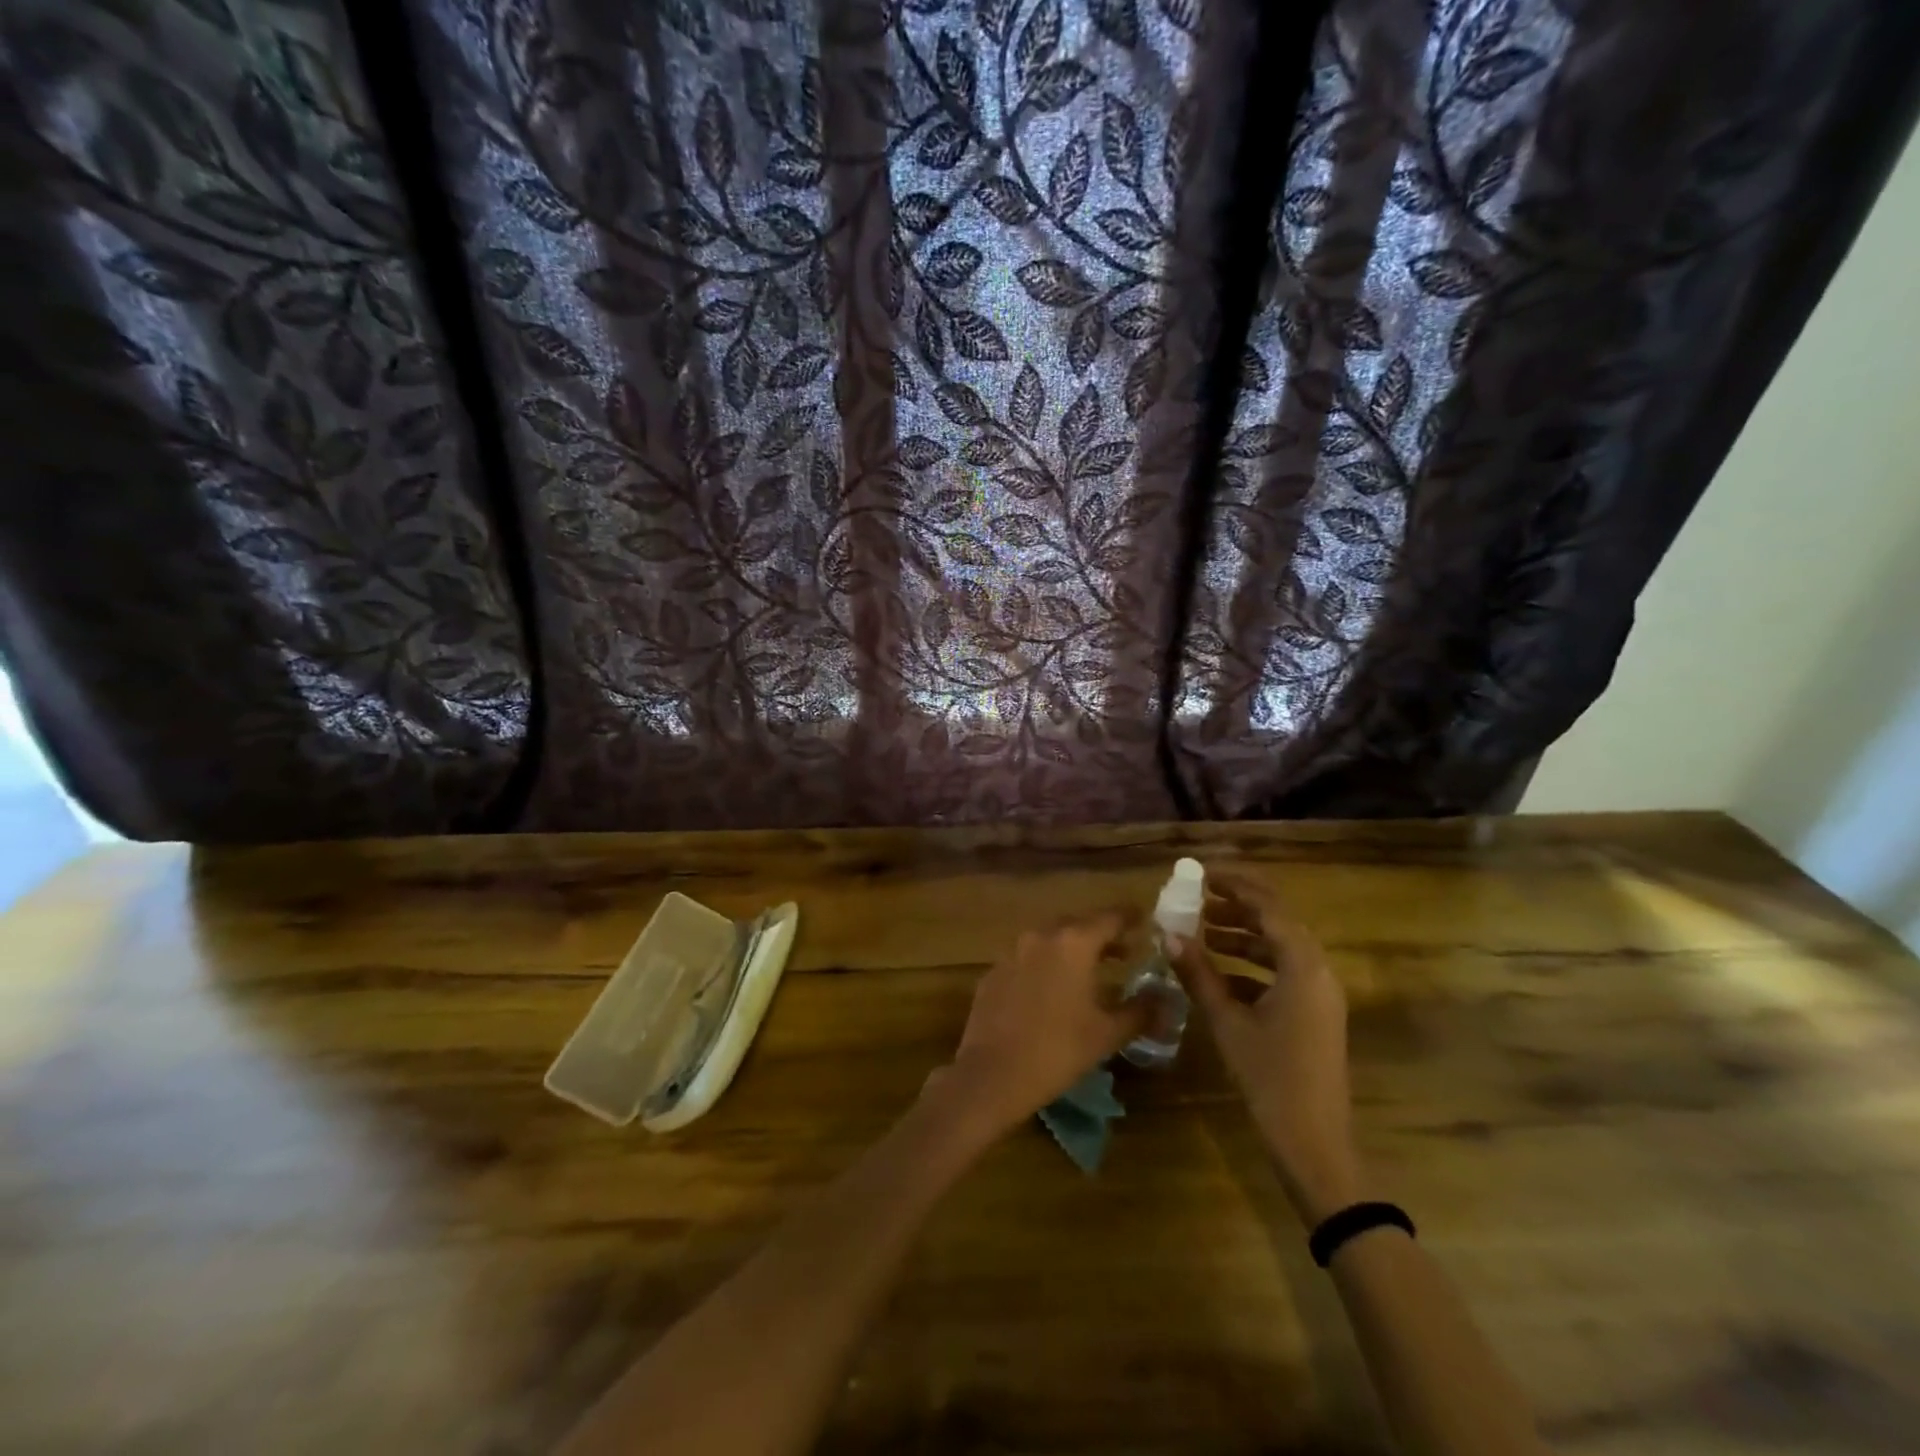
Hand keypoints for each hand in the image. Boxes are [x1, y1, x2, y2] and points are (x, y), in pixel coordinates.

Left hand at [930, 911, 1147, 1140]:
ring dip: (1072, 948)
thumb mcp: (1107, 1033)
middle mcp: (1041, 936)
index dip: (1130, 918)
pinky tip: (1053, 989)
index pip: (1110, 917)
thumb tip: (1165, 999)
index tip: (1146, 921)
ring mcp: (1012, 951)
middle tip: (1124, 951)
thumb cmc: (1058, 1050)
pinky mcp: (994, 971)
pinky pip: (1027, 957)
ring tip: (1092, 970)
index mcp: (1073, 942)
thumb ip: (1140, 1011)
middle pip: (1078, 924)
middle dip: (1102, 934)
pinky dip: (1046, 964)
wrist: (992, 1074)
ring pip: (1050, 938)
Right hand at [1174, 866, 1364, 1222]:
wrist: (1315, 1145)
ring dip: (1243, 935)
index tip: (1201, 874)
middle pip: (1277, 922)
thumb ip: (1199, 974)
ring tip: (1201, 931)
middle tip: (1197, 898)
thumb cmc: (1271, 1079)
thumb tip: (1168, 934)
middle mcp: (1317, 971)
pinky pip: (1282, 972)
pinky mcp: (1314, 1014)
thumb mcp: (1228, 1023)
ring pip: (1279, 948)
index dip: (1234, 886)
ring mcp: (1319, 994)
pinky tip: (1218, 973)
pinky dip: (1251, 965)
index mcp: (1303, 966)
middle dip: (1237, 907)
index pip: (1268, 907)